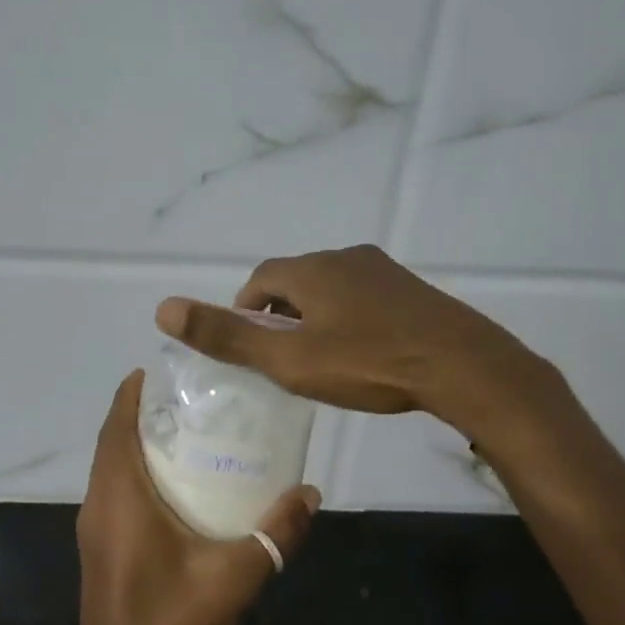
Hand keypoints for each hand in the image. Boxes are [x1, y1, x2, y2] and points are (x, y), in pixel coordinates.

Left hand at [72, 371, 318, 624]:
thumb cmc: (170, 623)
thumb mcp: (234, 576)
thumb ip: (275, 534)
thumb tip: (310, 493)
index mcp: (120, 497)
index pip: (116, 427)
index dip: (132, 394)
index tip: (161, 371)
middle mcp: (99, 504)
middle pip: (112, 442)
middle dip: (142, 415)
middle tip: (190, 400)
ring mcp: (95, 529)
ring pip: (111, 469)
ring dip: (137, 445)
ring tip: (188, 434)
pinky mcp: (100, 549)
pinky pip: (114, 494)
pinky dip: (136, 474)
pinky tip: (176, 488)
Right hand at [155, 244, 556, 432]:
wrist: (461, 366)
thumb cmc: (367, 363)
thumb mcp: (289, 359)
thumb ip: (227, 336)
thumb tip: (163, 308)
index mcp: (311, 269)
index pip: (260, 280)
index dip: (245, 311)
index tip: (249, 348)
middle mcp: (346, 258)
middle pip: (295, 282)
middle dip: (280, 315)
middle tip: (281, 360)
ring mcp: (384, 272)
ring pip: (332, 290)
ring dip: (316, 317)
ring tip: (320, 360)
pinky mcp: (412, 292)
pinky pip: (364, 300)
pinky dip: (349, 321)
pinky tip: (363, 355)